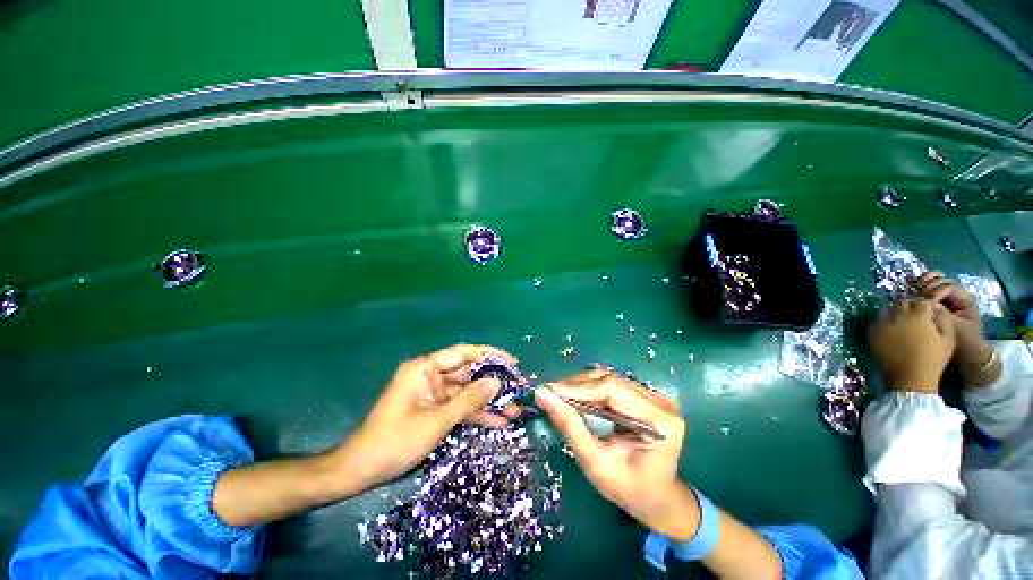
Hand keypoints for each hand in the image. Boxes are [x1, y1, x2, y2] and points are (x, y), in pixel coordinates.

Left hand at [340, 344, 521, 489]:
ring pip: (466, 394)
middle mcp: (430, 376)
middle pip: (468, 374)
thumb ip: (469, 400)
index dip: (490, 355)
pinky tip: (497, 422)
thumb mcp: (437, 420)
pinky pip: (458, 408)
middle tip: (517, 390)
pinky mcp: (433, 410)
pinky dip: (475, 415)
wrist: (360, 472)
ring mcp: (432, 394)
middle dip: (492, 385)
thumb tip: (497, 383)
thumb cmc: (395, 441)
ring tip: (514, 411)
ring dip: (487, 403)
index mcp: (425, 368)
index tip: (512, 362)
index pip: (463, 353)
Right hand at [535, 369, 698, 540]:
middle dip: (575, 385)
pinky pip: (611, 385)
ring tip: (557, 394)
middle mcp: (661, 402)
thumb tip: (542, 395)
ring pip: (608, 379)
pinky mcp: (645, 396)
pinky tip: (574, 396)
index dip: (578, 387)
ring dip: (580, 385)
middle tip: (548, 393)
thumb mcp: (596, 463)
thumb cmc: (629, 489)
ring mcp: (654, 396)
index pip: (612, 390)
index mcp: (660, 421)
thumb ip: (570, 427)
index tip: (548, 390)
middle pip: (610, 381)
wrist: (657, 498)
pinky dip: (589, 389)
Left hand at [869, 298, 955, 392]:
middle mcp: (897, 315)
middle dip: (909, 308)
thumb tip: (934, 310)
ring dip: (895, 314)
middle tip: (915, 319)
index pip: (920, 300)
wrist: (910, 378)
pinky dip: (884, 323)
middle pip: (902, 303)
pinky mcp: (871, 332)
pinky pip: (877, 322)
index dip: (925, 306)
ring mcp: (882, 323)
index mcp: (918, 315)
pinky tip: (892, 332)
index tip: (928, 313)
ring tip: (903, 325)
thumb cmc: (933, 359)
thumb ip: (942, 319)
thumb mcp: (948, 338)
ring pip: (888, 311)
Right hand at [916, 271, 988, 367]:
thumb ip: (942, 313)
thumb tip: (926, 303)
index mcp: (965, 300)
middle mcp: (957, 296)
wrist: (966, 354)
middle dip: (929, 286)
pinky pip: (930, 290)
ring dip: (924, 284)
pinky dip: (921, 287)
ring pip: (935, 282)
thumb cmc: (963, 341)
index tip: (927, 304)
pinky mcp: (938, 303)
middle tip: (919, 295)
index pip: (949, 287)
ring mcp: (947, 298)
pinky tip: (914, 289)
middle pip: (942, 281)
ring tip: (915, 289)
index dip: (936, 293)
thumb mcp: (954, 328)